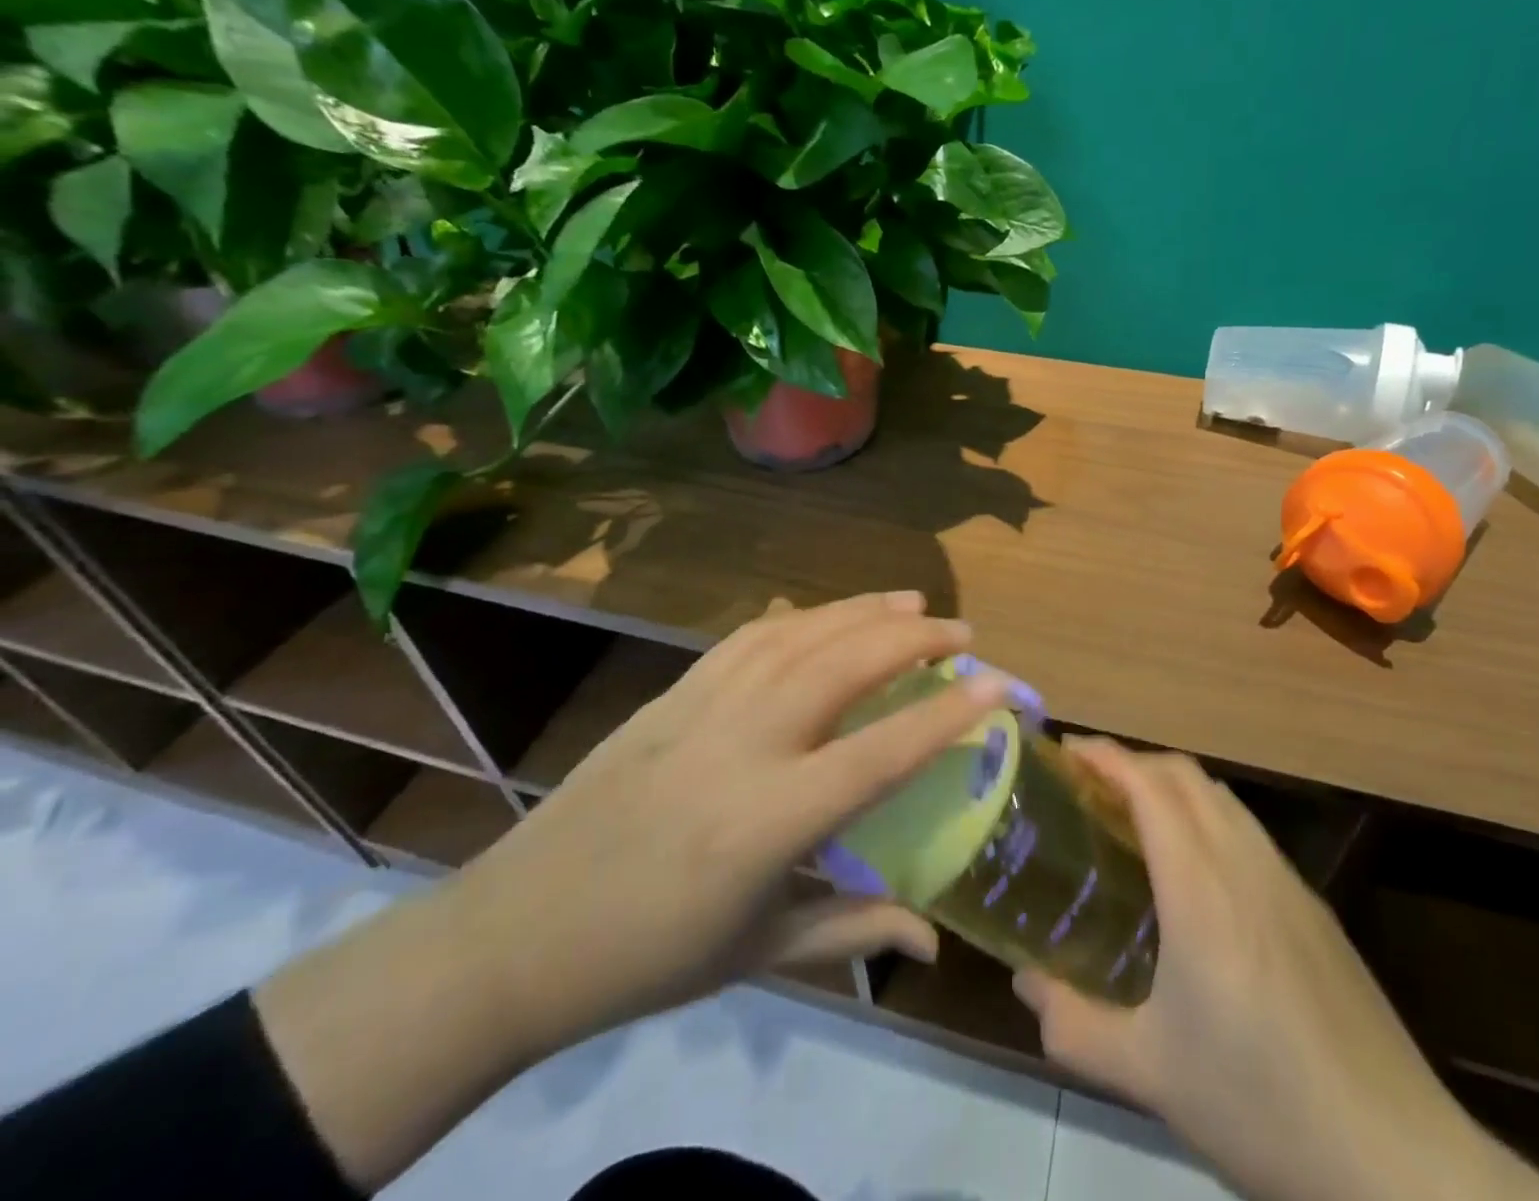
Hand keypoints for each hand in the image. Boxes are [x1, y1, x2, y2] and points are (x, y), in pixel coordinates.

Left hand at [259, 592, 1013, 1190]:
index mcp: (769, 820)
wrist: (520, 930)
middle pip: (842, 666)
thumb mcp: (761, 954)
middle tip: (963, 631)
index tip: (998, 685)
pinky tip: (827, 617)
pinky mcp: (672, 693)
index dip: (946, 718)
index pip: (880, 753)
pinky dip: (801, 617)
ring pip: (797, 636)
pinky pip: (748, 637)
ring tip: (910, 603)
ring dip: (860, 612)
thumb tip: (936, 939)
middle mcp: (742, 745)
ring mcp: (702, 708)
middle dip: (912, 639)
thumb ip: (855, 929)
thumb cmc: (651, 956)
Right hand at [1011, 741, 1538, 1200]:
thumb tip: (1025, 983)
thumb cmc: (1262, 1105)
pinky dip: (1207, 814)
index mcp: (1202, 889)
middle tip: (1088, 784)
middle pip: (1186, 775)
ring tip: (1133, 816)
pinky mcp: (1314, 908)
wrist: (1399, 1162)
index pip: (1149, 787)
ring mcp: (1288, 883)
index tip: (1066, 750)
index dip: (1105, 756)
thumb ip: (1074, 1025)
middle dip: (1133, 762)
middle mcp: (1246, 865)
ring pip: (1222, 797)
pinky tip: (1195, 870)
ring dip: (1172, 785)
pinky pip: (1248, 829)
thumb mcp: (1149, 1074)